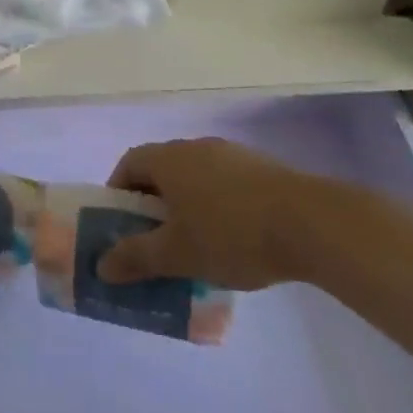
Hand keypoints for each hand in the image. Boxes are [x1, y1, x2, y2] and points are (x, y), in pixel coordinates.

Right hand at [97, 138, 334, 291]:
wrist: (312, 223)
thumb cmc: (231, 234)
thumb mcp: (178, 254)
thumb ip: (136, 258)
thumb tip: (101, 265)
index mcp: (168, 159)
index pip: (128, 164)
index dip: (118, 192)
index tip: (122, 225)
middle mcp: (195, 147)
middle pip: (161, 170)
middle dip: (153, 204)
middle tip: (156, 241)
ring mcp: (231, 155)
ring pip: (195, 178)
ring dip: (187, 206)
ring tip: (196, 246)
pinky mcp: (262, 169)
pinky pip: (225, 185)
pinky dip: (217, 207)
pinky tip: (235, 241)